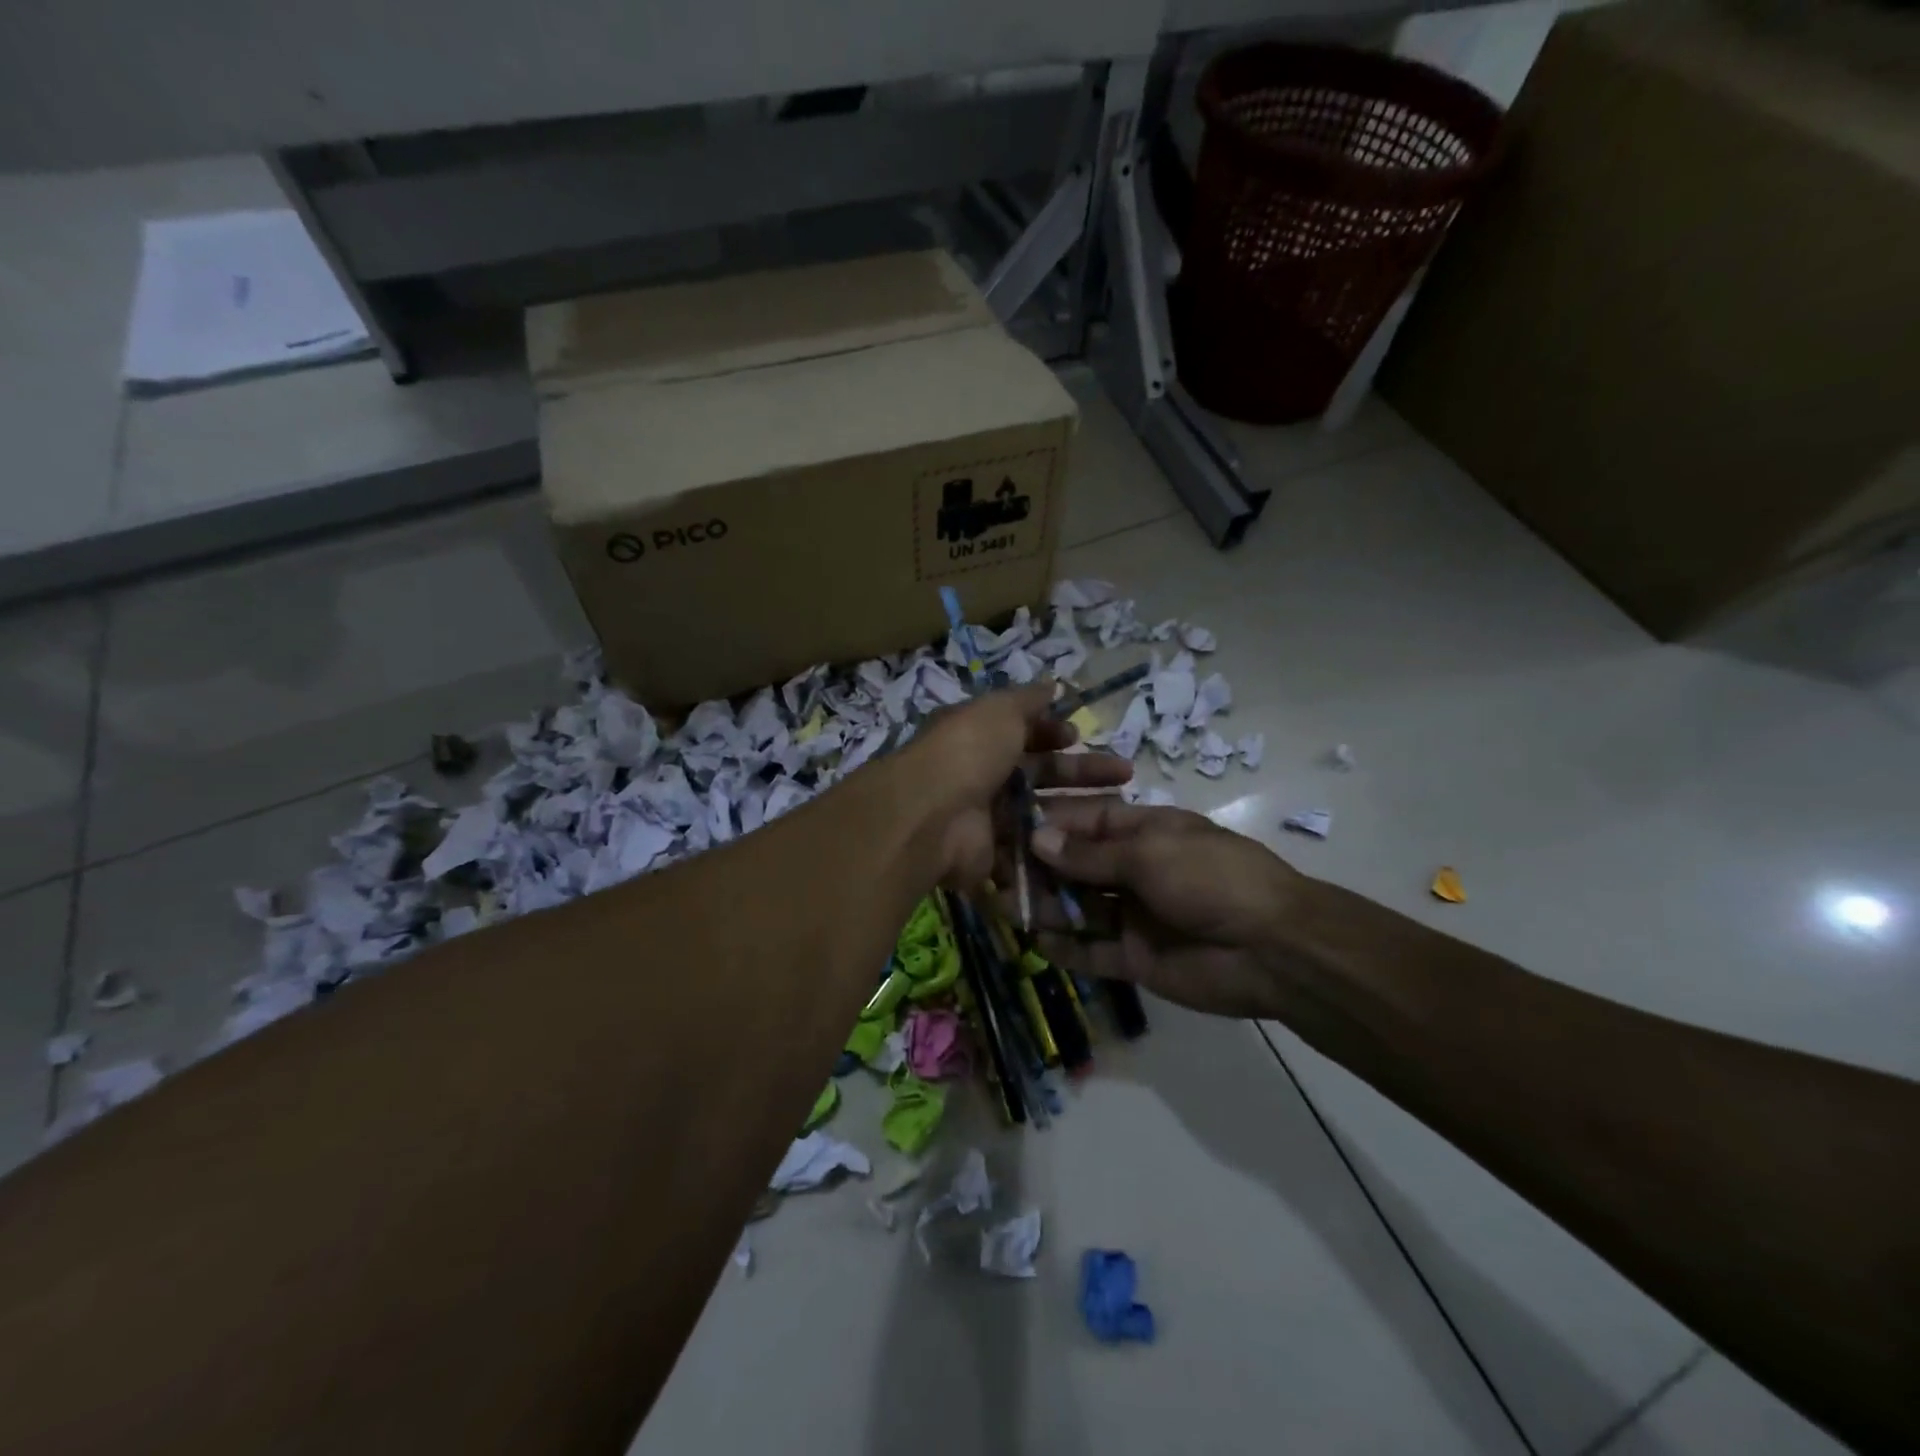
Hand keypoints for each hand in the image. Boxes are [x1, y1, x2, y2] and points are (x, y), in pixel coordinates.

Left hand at [893, 685, 1132, 887]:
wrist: (931, 816)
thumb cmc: (967, 752)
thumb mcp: (998, 710)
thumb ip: (1027, 699)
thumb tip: (1052, 684)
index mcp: (981, 737)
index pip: (1024, 733)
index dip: (1053, 732)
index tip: (1079, 736)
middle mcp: (982, 776)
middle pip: (1040, 773)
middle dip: (1081, 772)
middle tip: (1124, 774)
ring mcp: (986, 818)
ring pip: (1040, 813)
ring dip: (1076, 811)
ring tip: (1117, 812)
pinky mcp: (990, 855)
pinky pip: (1028, 850)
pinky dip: (1056, 847)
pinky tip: (1091, 846)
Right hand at [1026, 800, 1306, 1018]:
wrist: (1272, 948)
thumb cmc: (1210, 879)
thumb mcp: (1150, 853)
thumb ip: (1090, 853)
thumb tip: (1038, 838)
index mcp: (1143, 832)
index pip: (1084, 823)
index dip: (1047, 826)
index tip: (1005, 830)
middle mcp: (1133, 870)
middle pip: (1074, 866)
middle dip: (1037, 869)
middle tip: (992, 875)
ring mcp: (1133, 915)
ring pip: (1077, 908)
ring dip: (1044, 907)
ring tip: (1003, 908)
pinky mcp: (1134, 958)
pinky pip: (1091, 950)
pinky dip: (1064, 948)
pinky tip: (1035, 944)